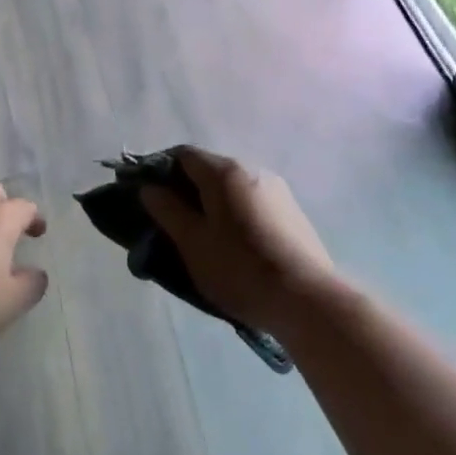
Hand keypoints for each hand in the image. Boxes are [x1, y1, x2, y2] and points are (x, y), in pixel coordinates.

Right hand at [138, 147, 336, 331]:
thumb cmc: (239, 268)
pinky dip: (233, 213)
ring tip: (201, 238)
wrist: (307, 299)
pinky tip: (232, 244)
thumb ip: (167, 210)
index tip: (148, 198)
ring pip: (230, 188)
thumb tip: (149, 188)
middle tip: (170, 223)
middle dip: (185, 190)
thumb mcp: (192, 243)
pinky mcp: (291, 212)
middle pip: (208, 169)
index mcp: (225, 172)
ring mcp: (276, 190)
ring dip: (210, 204)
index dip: (159, 171)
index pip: (182, 155)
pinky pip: (250, 202)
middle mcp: (252, 170)